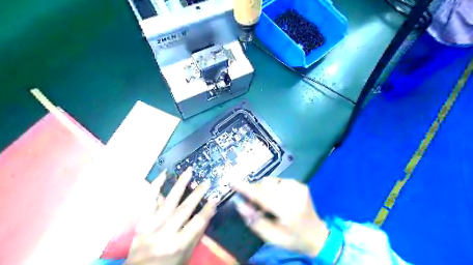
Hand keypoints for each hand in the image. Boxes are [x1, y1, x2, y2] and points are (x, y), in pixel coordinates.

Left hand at [124, 170, 215, 264]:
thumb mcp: (185, 257)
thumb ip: (195, 236)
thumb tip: (207, 214)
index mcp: (177, 246)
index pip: (197, 223)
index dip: (208, 210)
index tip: (215, 198)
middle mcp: (163, 234)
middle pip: (183, 210)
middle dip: (197, 194)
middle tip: (206, 182)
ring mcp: (149, 227)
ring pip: (167, 201)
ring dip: (179, 185)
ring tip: (188, 172)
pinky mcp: (139, 222)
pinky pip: (148, 201)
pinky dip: (155, 187)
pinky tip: (163, 175)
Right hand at [233, 178, 329, 255]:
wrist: (317, 235)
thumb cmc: (293, 239)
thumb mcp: (272, 237)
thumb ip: (255, 221)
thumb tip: (240, 204)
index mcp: (288, 211)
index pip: (262, 197)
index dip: (246, 189)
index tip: (233, 183)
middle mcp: (294, 195)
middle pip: (266, 184)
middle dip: (255, 190)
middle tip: (252, 203)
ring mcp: (299, 187)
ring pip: (271, 181)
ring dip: (264, 189)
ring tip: (266, 202)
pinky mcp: (300, 184)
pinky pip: (279, 181)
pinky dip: (273, 188)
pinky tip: (277, 198)